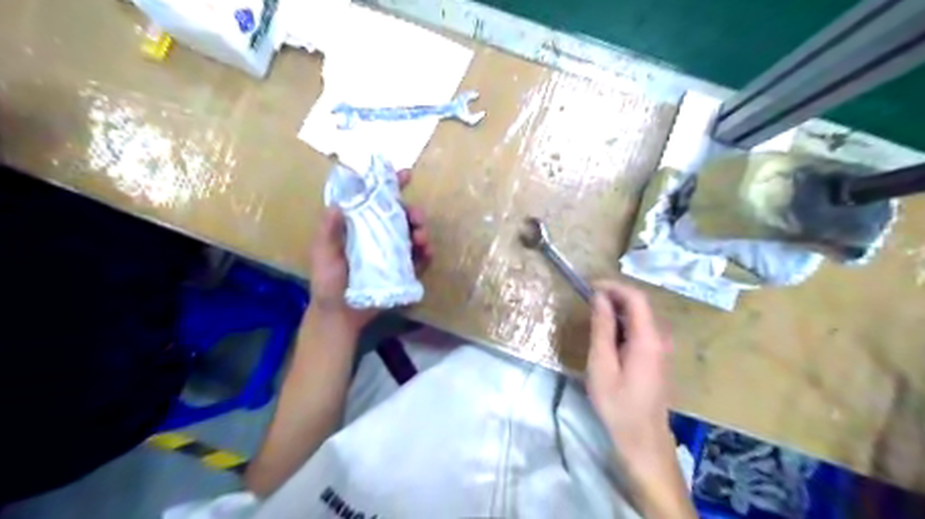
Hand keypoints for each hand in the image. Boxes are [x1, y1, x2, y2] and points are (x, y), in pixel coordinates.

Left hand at [306, 170, 429, 332]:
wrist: (340, 316)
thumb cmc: (328, 283)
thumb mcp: (323, 255)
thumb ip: (328, 232)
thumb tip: (338, 205)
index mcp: (359, 226)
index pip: (375, 200)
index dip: (390, 186)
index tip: (406, 175)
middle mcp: (378, 235)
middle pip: (401, 216)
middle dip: (414, 212)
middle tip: (418, 218)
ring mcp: (392, 253)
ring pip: (413, 234)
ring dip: (422, 231)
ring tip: (422, 239)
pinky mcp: (402, 271)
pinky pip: (419, 258)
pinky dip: (426, 253)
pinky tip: (427, 254)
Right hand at [588, 279, 668, 453]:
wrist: (643, 439)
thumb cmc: (617, 404)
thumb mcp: (602, 365)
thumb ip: (602, 328)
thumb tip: (600, 298)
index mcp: (648, 338)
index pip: (636, 297)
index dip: (613, 286)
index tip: (589, 286)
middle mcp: (661, 338)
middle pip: (641, 304)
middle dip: (614, 295)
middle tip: (588, 298)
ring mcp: (663, 348)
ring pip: (642, 316)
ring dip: (618, 308)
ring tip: (594, 312)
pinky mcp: (659, 357)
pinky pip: (642, 328)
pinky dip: (624, 322)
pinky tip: (608, 333)